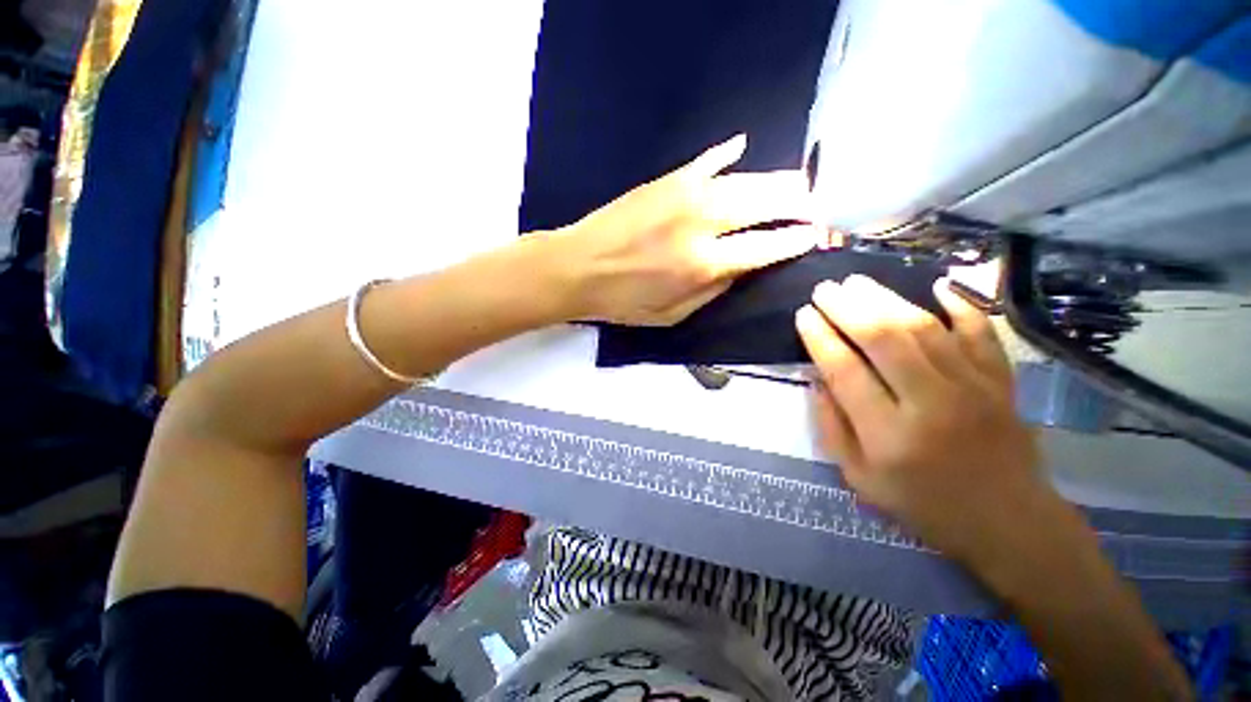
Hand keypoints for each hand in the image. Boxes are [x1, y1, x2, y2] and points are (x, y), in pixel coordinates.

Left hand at [558, 135, 820, 325]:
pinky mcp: (665, 180)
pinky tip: (740, 146)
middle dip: (797, 202)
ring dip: (775, 180)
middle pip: (764, 203)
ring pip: (744, 179)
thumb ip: (712, 291)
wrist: (577, 268)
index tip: (814, 236)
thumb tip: (740, 268)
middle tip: (813, 203)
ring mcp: (683, 195)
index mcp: (703, 265)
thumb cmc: (622, 301)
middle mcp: (701, 224)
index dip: (794, 241)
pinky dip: (726, 154)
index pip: (765, 247)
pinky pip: (704, 161)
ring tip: (796, 182)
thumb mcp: (671, 315)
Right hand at [795, 275, 1048, 560]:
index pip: (844, 371)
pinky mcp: (1001, 382)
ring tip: (857, 282)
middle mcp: (930, 403)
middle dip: (847, 308)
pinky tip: (939, 285)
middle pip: (882, 339)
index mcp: (888, 435)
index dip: (819, 338)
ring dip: (886, 299)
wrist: (1008, 523)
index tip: (803, 315)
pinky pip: (981, 332)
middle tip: (824, 289)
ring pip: (924, 328)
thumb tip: (817, 379)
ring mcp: (973, 388)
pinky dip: (962, 305)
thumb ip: (832, 427)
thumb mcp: (859, 478)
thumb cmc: (924, 505)